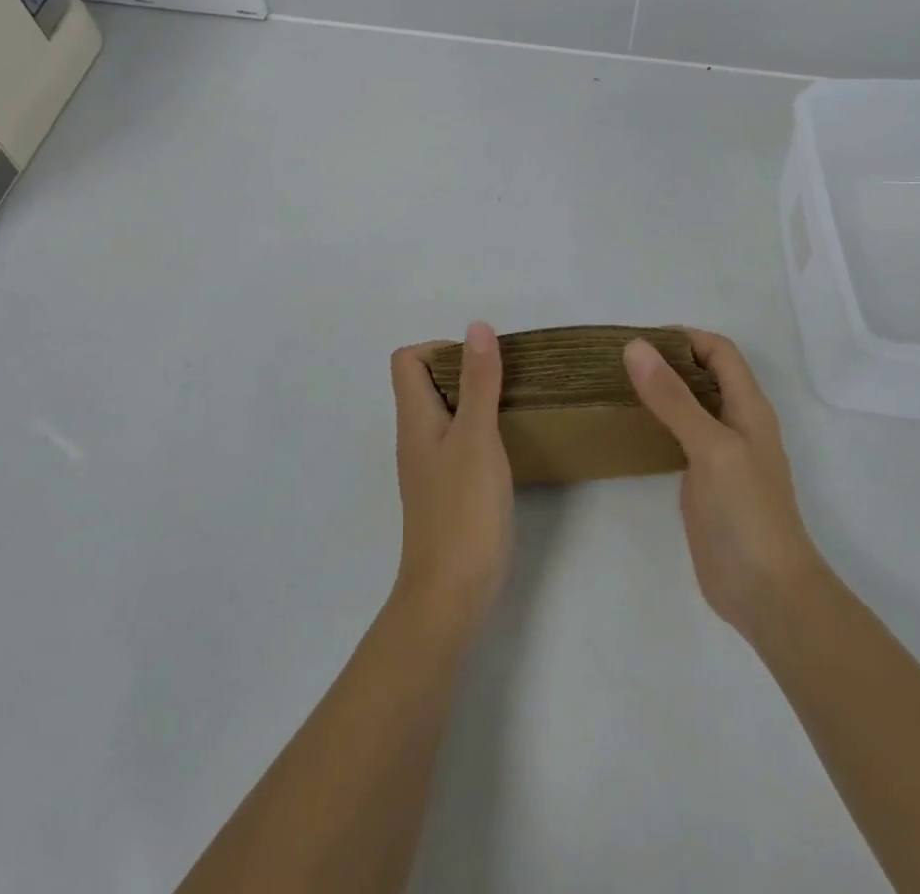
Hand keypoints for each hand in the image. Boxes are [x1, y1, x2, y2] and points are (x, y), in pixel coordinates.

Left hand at [389, 323, 514, 641]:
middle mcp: (415, 437)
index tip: (479, 361)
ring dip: (474, 400)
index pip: (407, 360)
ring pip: (444, 413)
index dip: (439, 348)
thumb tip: (477, 327)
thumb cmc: (463, 509)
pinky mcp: (447, 490)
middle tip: (504, 380)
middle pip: (425, 383)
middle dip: (463, 371)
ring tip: (512, 405)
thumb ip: (478, 382)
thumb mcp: (476, 437)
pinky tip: (506, 444)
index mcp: (414, 418)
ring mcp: (430, 466)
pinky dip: (478, 430)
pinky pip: (457, 441)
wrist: (452, 592)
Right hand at [625, 330, 822, 641]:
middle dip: (667, 360)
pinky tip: (629, 428)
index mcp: (748, 407)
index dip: (685, 338)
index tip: (639, 341)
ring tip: (616, 386)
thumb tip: (636, 347)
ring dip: (660, 390)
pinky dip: (657, 422)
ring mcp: (721, 454)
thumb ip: (673, 397)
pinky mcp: (704, 481)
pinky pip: (679, 437)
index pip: (720, 351)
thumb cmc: (746, 513)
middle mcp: (736, 423)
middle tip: (619, 361)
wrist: (766, 593)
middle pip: (704, 374)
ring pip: (690, 405)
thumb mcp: (710, 446)